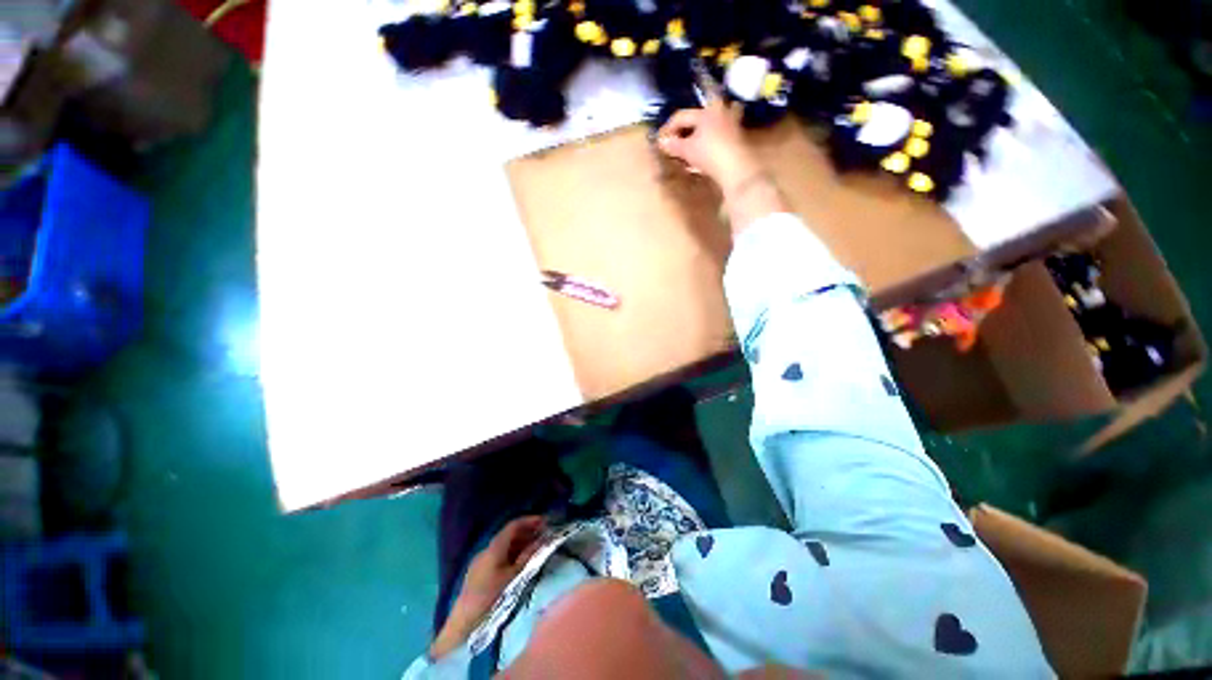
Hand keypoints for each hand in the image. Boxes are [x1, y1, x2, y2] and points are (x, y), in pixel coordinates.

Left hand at [430, 516, 546, 658]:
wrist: (464, 627)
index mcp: (493, 548)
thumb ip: (530, 556)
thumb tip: (543, 540)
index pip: (513, 525)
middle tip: (544, 536)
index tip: (545, 522)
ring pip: (503, 547)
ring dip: (520, 545)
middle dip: (527, 533)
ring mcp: (479, 563)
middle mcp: (485, 551)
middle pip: (508, 535)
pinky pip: (498, 557)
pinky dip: (512, 555)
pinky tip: (520, 564)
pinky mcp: (477, 575)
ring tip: (535, 549)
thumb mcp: (516, 577)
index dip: (530, 521)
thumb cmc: (493, 599)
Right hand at [657, 99, 788, 233]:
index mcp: (706, 111)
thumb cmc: (709, 154)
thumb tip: (661, 142)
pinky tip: (708, 150)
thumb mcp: (687, 150)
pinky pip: (722, 133)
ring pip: (716, 121)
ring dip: (706, 127)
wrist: (736, 168)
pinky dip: (713, 138)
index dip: (669, 127)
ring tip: (698, 138)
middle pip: (702, 112)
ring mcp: (732, 124)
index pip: (682, 115)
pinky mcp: (738, 138)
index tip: (661, 140)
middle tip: (681, 133)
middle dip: (691, 122)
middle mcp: (721, 112)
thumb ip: (673, 145)